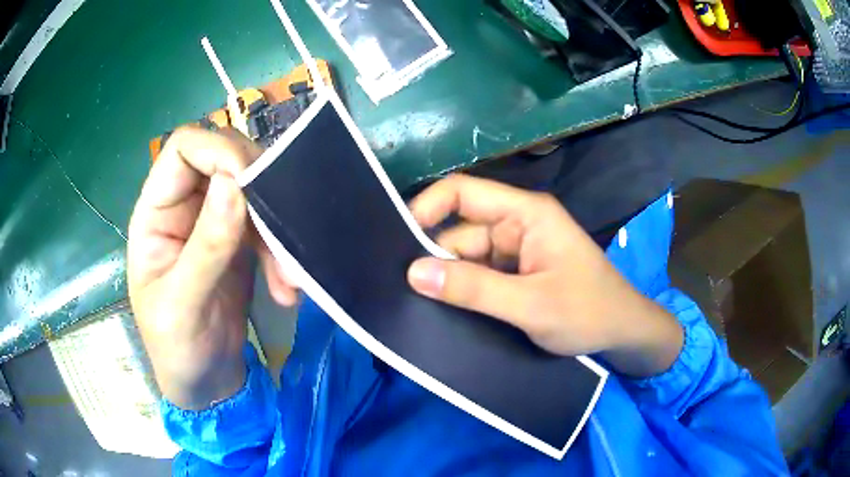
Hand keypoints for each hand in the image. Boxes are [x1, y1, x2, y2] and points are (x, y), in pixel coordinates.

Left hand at [128, 128, 297, 409]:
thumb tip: (235, 185)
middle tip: (280, 235)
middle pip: (226, 161)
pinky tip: (288, 288)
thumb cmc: (177, 348)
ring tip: (289, 279)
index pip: (185, 149)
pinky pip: (267, 225)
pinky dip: (283, 252)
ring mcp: (213, 222)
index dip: (219, 152)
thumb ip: (205, 247)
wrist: (205, 382)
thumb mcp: (183, 306)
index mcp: (156, 213)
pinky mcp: (240, 242)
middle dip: (258, 191)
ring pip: (253, 192)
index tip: (251, 185)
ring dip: (277, 230)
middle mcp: (184, 206)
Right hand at [406, 175, 682, 376]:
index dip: (426, 208)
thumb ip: (473, 289)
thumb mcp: (530, 304)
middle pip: (460, 231)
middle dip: (434, 258)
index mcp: (526, 213)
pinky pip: (479, 274)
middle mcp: (517, 224)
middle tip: (402, 290)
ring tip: (420, 307)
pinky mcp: (517, 272)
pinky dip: (464, 291)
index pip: (463, 192)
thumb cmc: (588, 312)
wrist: (622, 333)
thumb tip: (413, 273)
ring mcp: (517, 249)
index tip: (398, 242)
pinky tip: (446, 311)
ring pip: (466, 257)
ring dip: (449, 279)